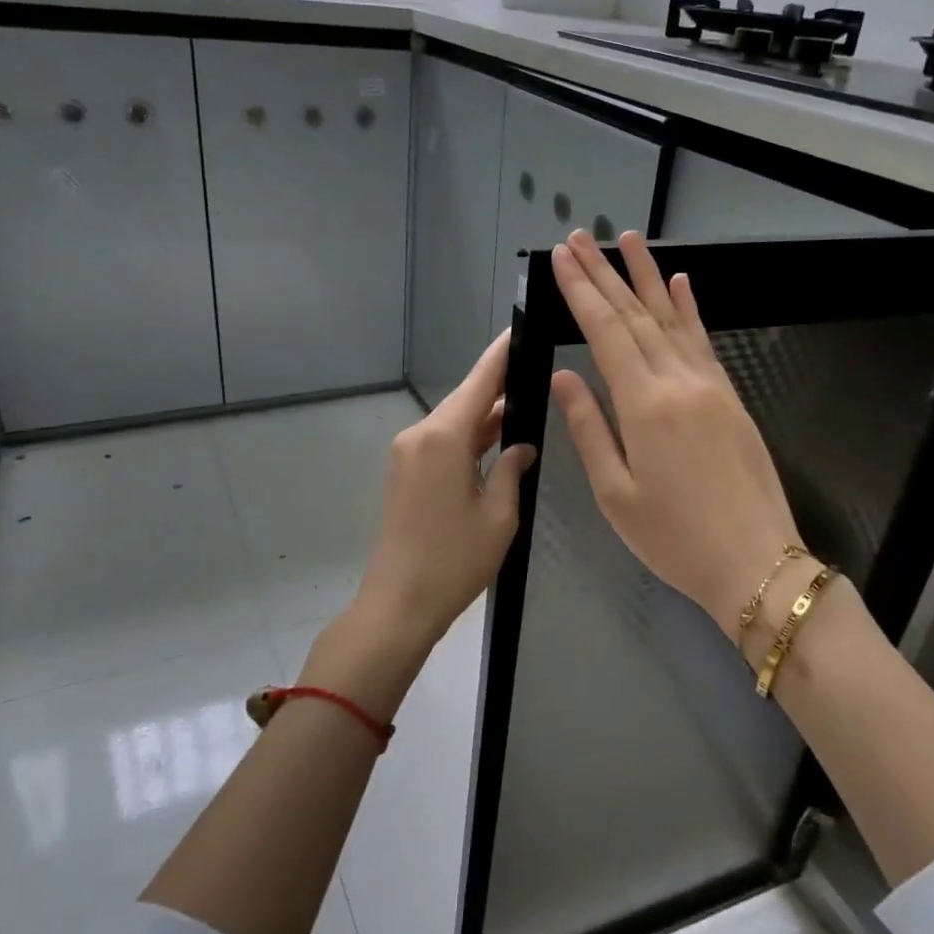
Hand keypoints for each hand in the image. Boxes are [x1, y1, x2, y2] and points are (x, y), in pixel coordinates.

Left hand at [312, 332, 536, 715]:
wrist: (397, 604)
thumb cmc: (454, 561)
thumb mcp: (498, 516)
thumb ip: (512, 470)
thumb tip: (521, 446)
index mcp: (443, 438)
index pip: (480, 382)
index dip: (501, 355)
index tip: (519, 330)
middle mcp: (420, 436)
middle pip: (465, 400)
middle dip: (498, 387)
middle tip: (535, 372)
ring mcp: (408, 455)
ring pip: (454, 423)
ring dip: (486, 417)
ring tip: (525, 403)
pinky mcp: (405, 474)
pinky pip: (442, 443)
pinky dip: (470, 439)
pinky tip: (497, 440)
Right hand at [550, 230, 803, 639]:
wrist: (756, 562)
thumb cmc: (675, 538)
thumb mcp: (616, 495)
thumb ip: (589, 429)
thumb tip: (565, 376)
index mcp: (644, 405)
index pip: (605, 332)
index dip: (581, 292)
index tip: (560, 259)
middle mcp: (678, 382)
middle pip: (635, 314)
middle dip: (604, 273)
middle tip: (579, 237)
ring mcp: (710, 386)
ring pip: (672, 318)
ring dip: (646, 276)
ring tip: (627, 240)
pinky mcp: (730, 397)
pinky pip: (704, 340)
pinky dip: (690, 308)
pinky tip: (680, 282)